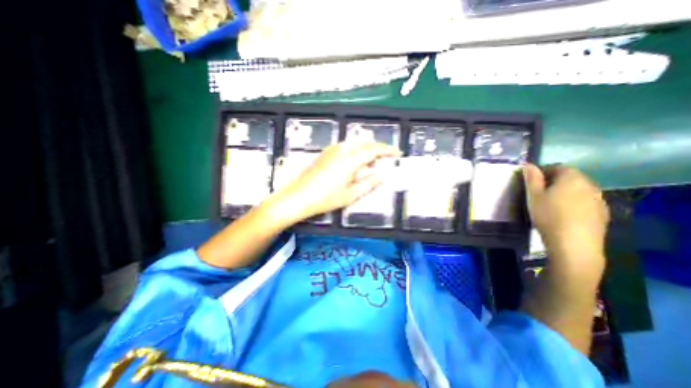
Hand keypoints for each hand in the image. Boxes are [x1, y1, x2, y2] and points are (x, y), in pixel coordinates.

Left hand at [269, 140, 399, 222]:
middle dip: (377, 150)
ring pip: (355, 144)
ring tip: (369, 167)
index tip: (397, 153)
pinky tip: (353, 165)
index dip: (388, 150)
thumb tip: (382, 175)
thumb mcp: (351, 194)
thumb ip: (369, 183)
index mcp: (350, 159)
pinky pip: (346, 147)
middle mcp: (342, 150)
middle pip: (365, 143)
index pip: (374, 150)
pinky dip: (355, 152)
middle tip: (384, 162)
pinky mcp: (326, 153)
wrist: (298, 197)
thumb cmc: (325, 198)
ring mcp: (332, 150)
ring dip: (365, 152)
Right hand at [524, 165, 609, 280]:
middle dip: (555, 181)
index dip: (543, 172)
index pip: (558, 167)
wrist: (574, 244)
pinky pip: (586, 202)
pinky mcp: (603, 213)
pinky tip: (565, 214)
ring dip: (566, 192)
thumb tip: (529, 165)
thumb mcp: (533, 196)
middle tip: (539, 192)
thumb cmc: (549, 216)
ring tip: (551, 204)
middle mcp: (590, 185)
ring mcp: (599, 200)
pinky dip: (575, 203)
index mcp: (572, 178)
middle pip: (571, 177)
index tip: (531, 182)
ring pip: (579, 190)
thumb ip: (532, 179)